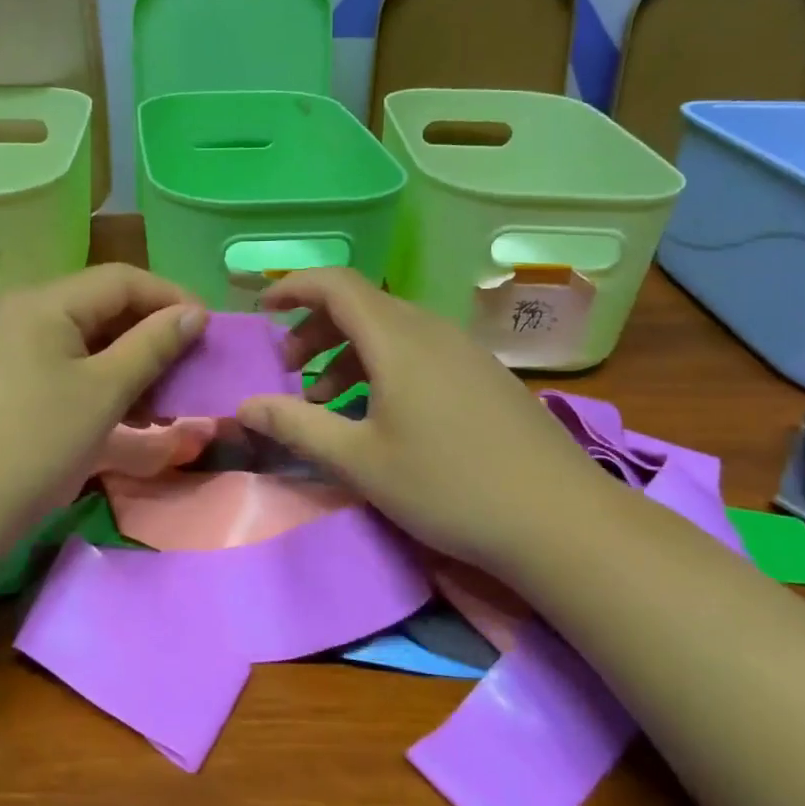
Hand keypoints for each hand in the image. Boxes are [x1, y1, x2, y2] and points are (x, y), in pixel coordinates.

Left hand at [0, 265, 204, 530]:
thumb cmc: (36, 445)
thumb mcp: (104, 392)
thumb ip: (152, 345)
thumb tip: (193, 314)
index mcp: (40, 300)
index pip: (120, 279)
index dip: (170, 298)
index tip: (209, 329)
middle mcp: (16, 309)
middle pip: (98, 305)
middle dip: (148, 334)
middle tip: (187, 367)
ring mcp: (0, 342)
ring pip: (79, 337)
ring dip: (124, 361)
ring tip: (159, 400)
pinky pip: (56, 360)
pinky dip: (93, 377)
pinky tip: (119, 409)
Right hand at [234, 268, 621, 570]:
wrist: (560, 520)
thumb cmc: (448, 485)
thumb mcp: (359, 461)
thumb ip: (296, 427)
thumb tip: (244, 406)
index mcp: (397, 338)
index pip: (336, 285)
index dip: (293, 287)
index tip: (263, 308)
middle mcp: (431, 330)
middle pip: (361, 306)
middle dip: (315, 329)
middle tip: (290, 370)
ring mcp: (463, 351)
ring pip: (391, 331)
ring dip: (348, 354)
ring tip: (327, 402)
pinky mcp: (483, 376)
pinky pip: (419, 352)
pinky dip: (382, 367)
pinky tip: (380, 415)